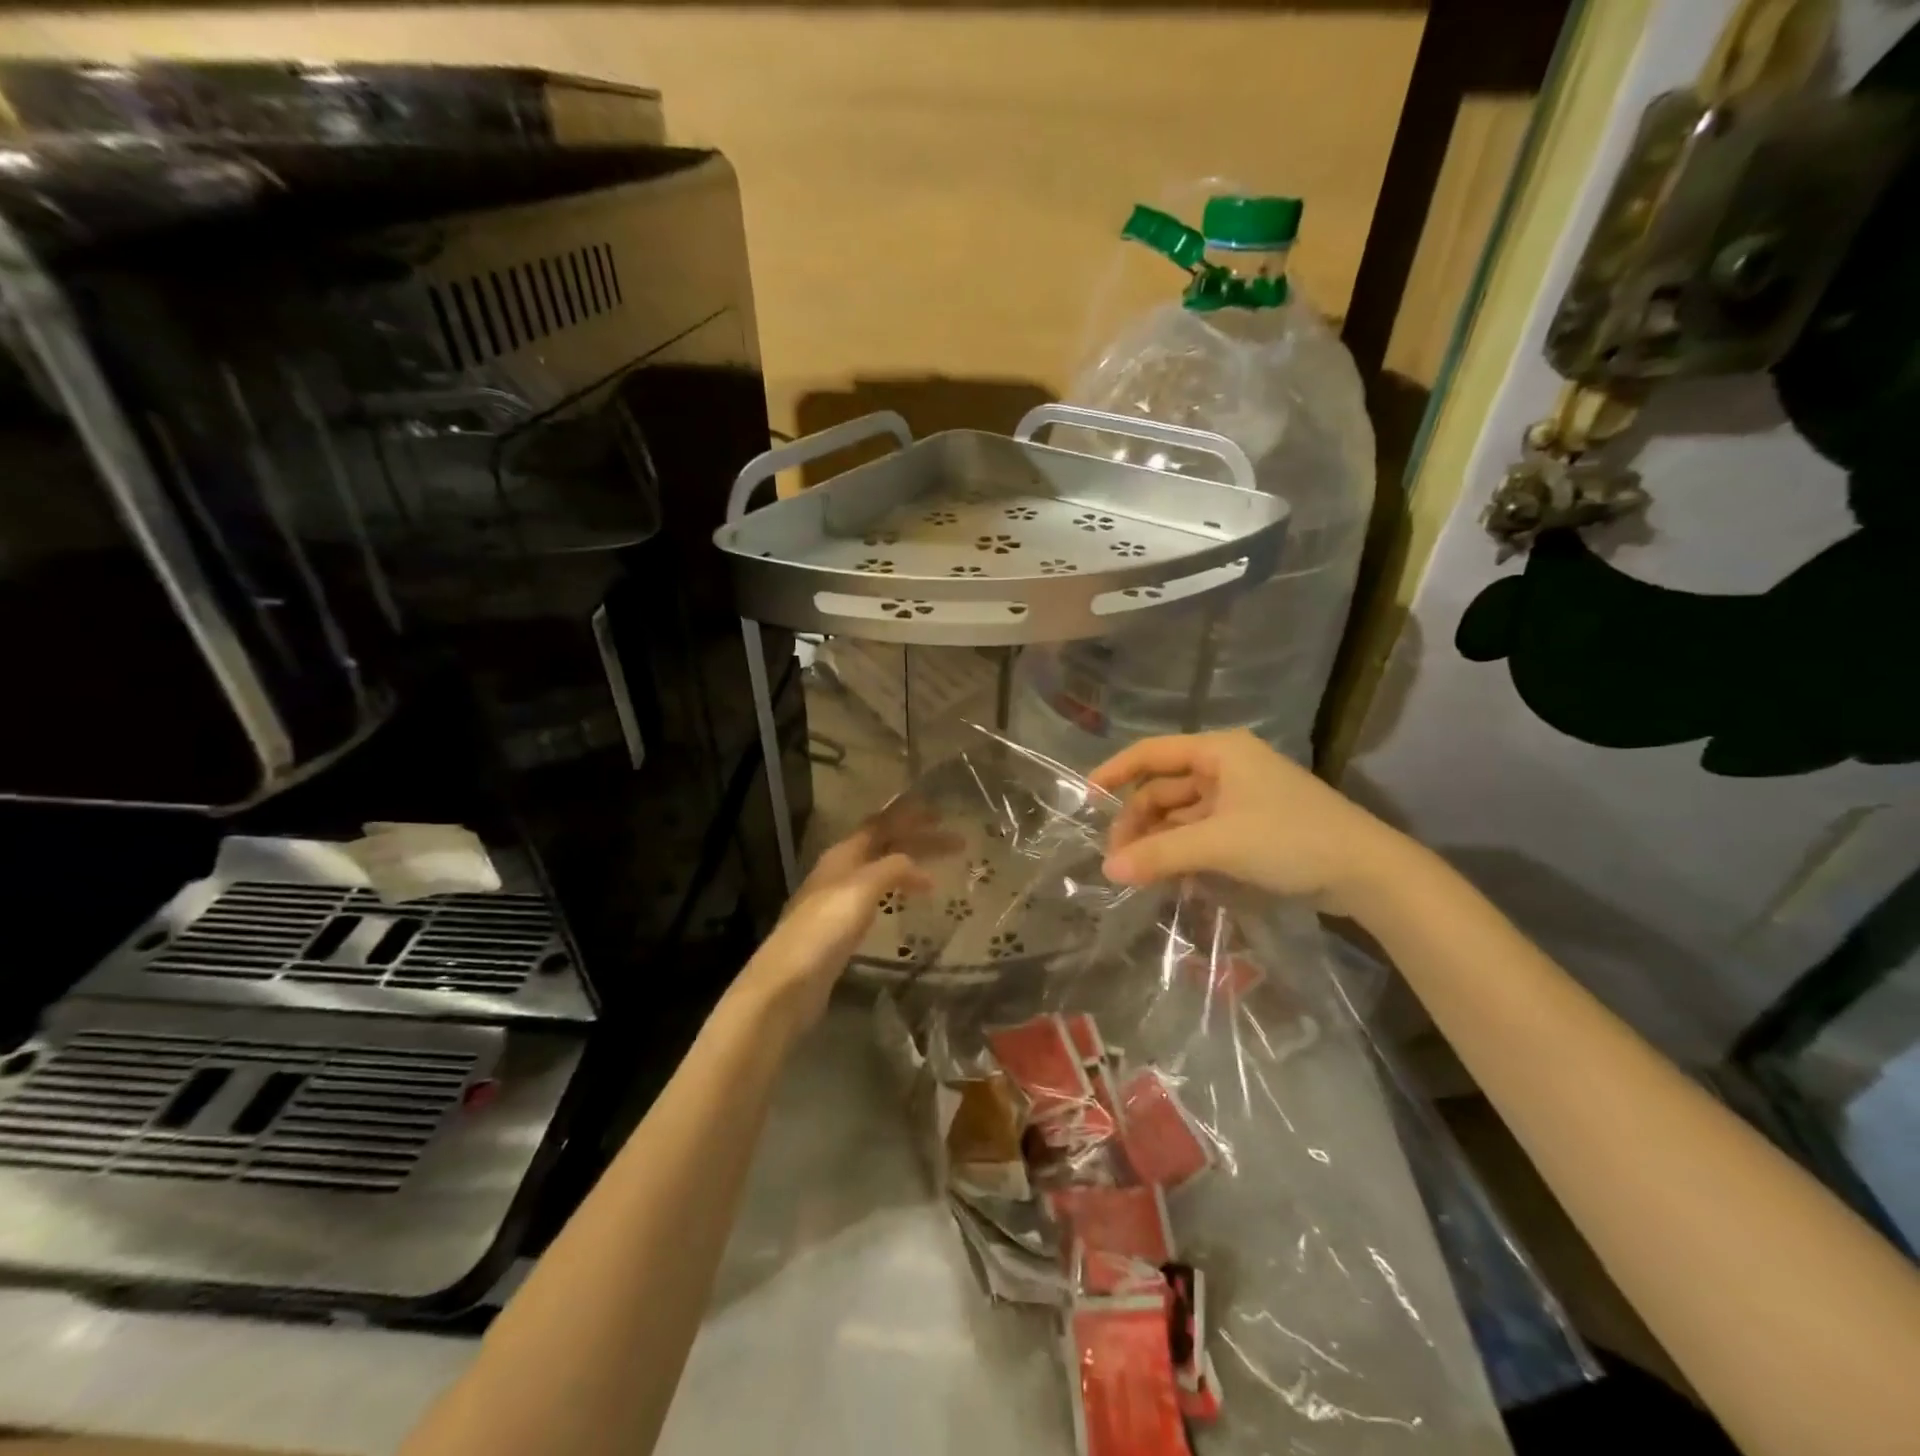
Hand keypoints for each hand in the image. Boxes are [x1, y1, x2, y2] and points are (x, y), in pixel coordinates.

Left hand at [730, 816, 933, 1033]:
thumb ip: (892, 868)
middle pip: (883, 846)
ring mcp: (838, 900)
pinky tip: (908, 904)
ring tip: (938, 873)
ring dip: (909, 866)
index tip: (941, 813)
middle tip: (956, 843)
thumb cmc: (824, 930)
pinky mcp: (840, 929)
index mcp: (842, 855)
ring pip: (881, 871)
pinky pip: (876, 897)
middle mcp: (839, 871)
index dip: (909, 816)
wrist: (788, 984)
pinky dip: (898, 891)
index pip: (880, 824)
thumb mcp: (861, 889)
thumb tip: (919, 867)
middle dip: (918, 840)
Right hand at [1089, 730, 1417, 916]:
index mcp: (1219, 752)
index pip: (1152, 753)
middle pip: (1164, 789)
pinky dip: (1184, 853)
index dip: (1115, 772)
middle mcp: (1226, 768)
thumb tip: (1107, 870)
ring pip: (1182, 816)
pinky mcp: (1252, 828)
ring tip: (1140, 876)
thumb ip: (1159, 855)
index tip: (1086, 798)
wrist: (1367, 873)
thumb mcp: (1218, 844)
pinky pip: (1202, 835)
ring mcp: (1240, 799)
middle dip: (1138, 822)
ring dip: (1159, 842)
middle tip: (1117, 860)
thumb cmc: (1289, 839)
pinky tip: (1172, 879)